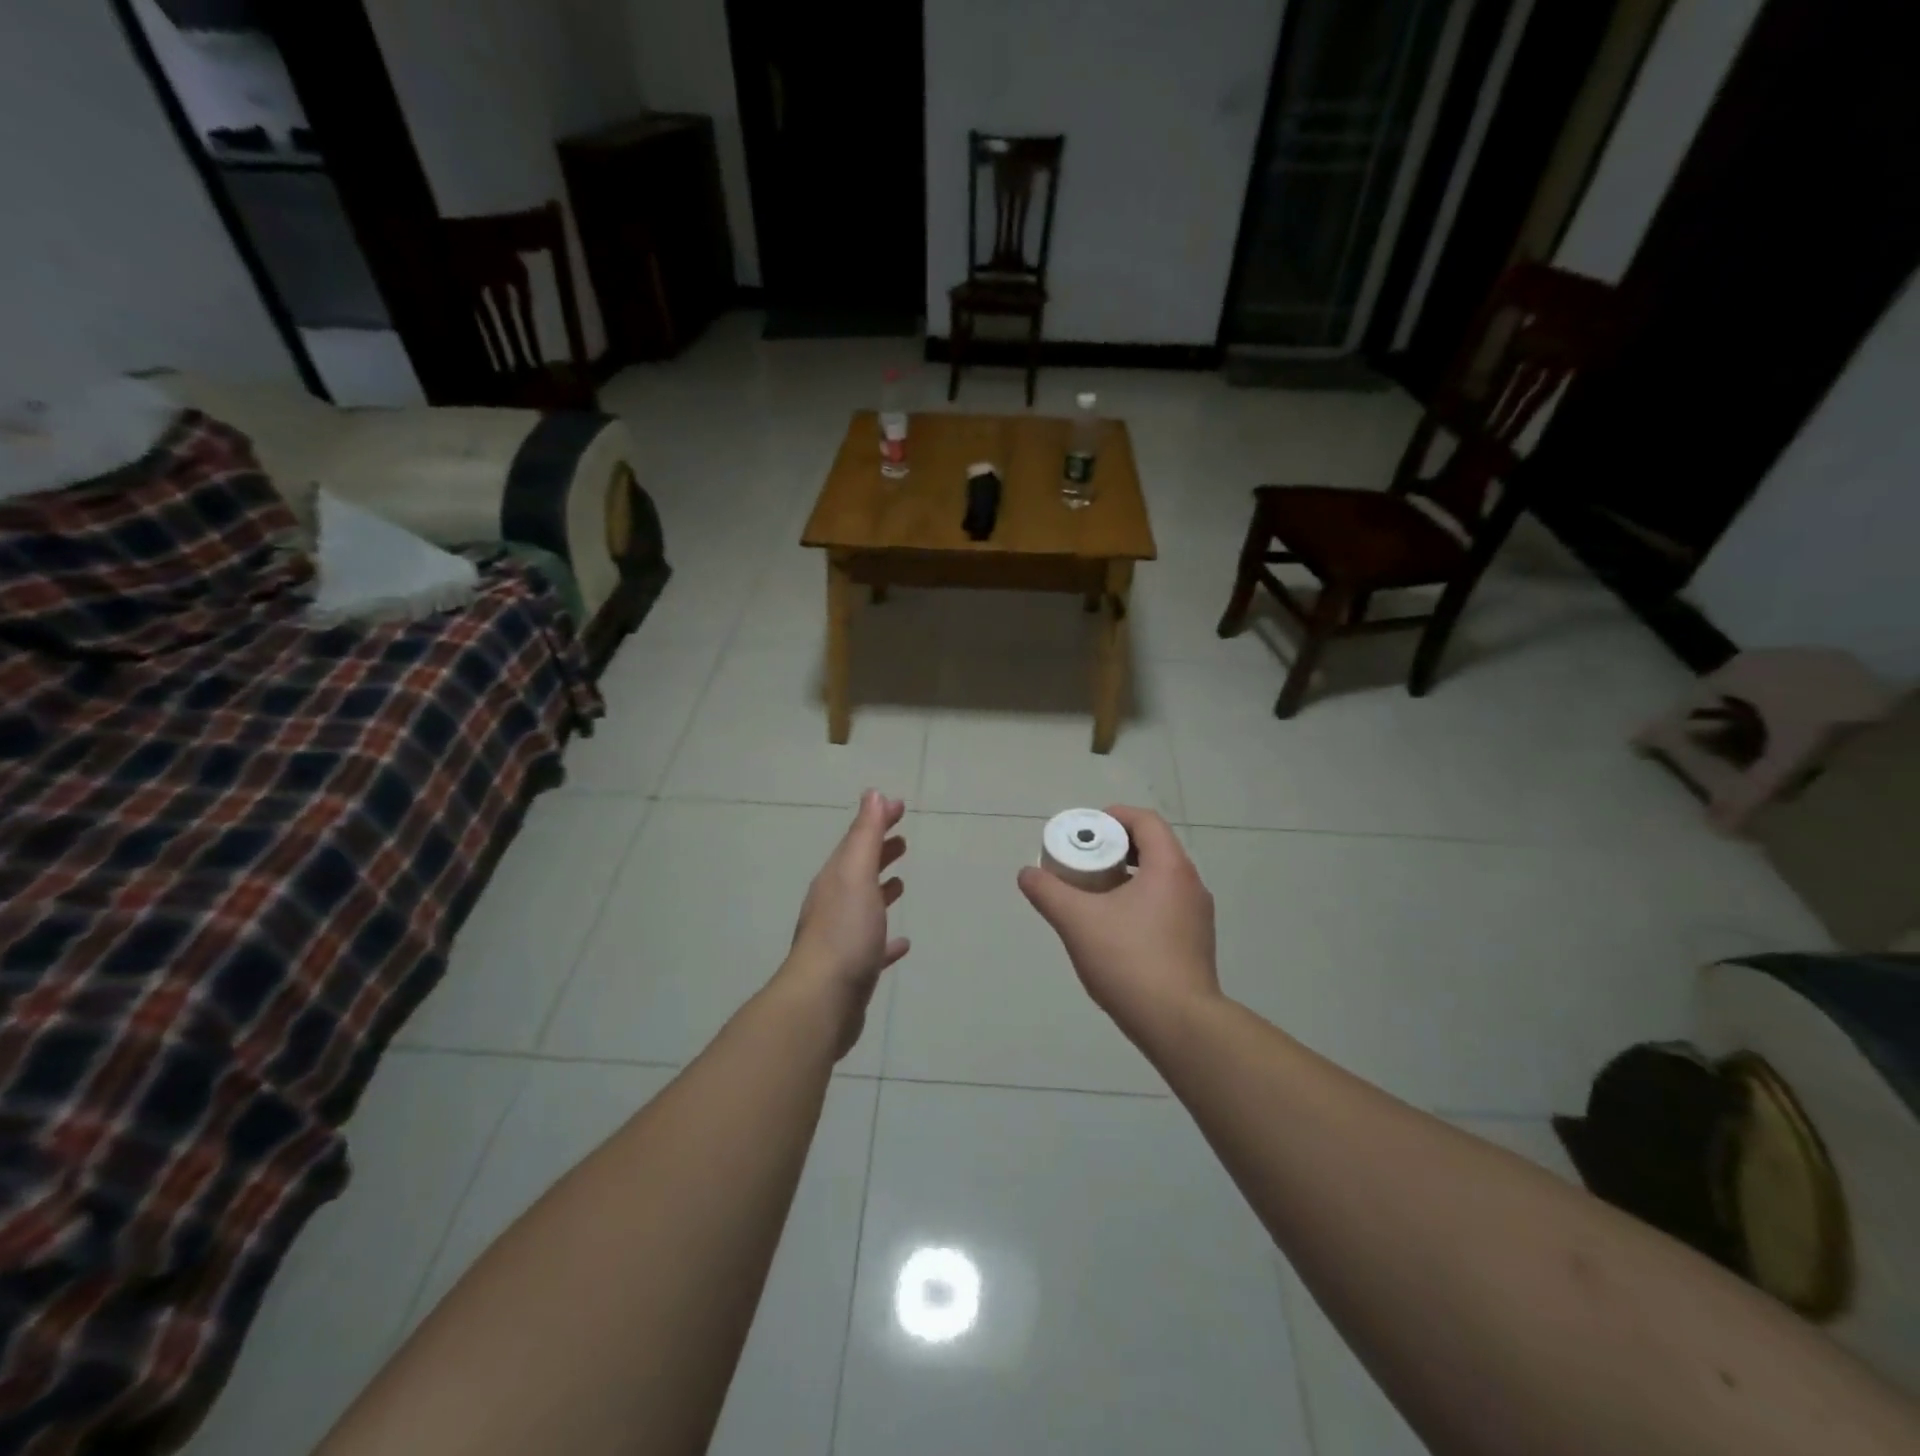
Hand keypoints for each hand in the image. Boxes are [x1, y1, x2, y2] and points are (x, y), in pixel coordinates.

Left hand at [784, 790, 910, 1056]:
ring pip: (865, 906)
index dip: (878, 820)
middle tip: (903, 839)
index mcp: (835, 879)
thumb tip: (873, 794)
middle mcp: (834, 904)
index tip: (900, 806)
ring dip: (881, 890)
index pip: (858, 840)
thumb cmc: (844, 931)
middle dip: (879, 852)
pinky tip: (902, 944)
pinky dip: (887, 940)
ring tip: (901, 883)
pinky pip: (873, 946)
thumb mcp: (856, 874)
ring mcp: (842, 938)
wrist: (822, 1000)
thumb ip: (865, 836)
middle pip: (859, 870)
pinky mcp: (853, 969)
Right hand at [1016, 806, 1220, 1043]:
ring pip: (1161, 879)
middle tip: (1085, 860)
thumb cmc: (1129, 960)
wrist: (1178, 1023)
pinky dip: (1141, 901)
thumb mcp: (1077, 921)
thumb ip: (1048, 892)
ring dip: (1129, 876)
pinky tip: (1116, 928)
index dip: (1115, 817)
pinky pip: (1167, 905)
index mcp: (1169, 868)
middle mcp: (1191, 884)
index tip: (1087, 830)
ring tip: (1095, 894)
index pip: (1146, 821)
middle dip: (1117, 848)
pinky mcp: (1197, 943)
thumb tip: (1027, 874)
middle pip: (1154, 848)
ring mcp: (1198, 916)